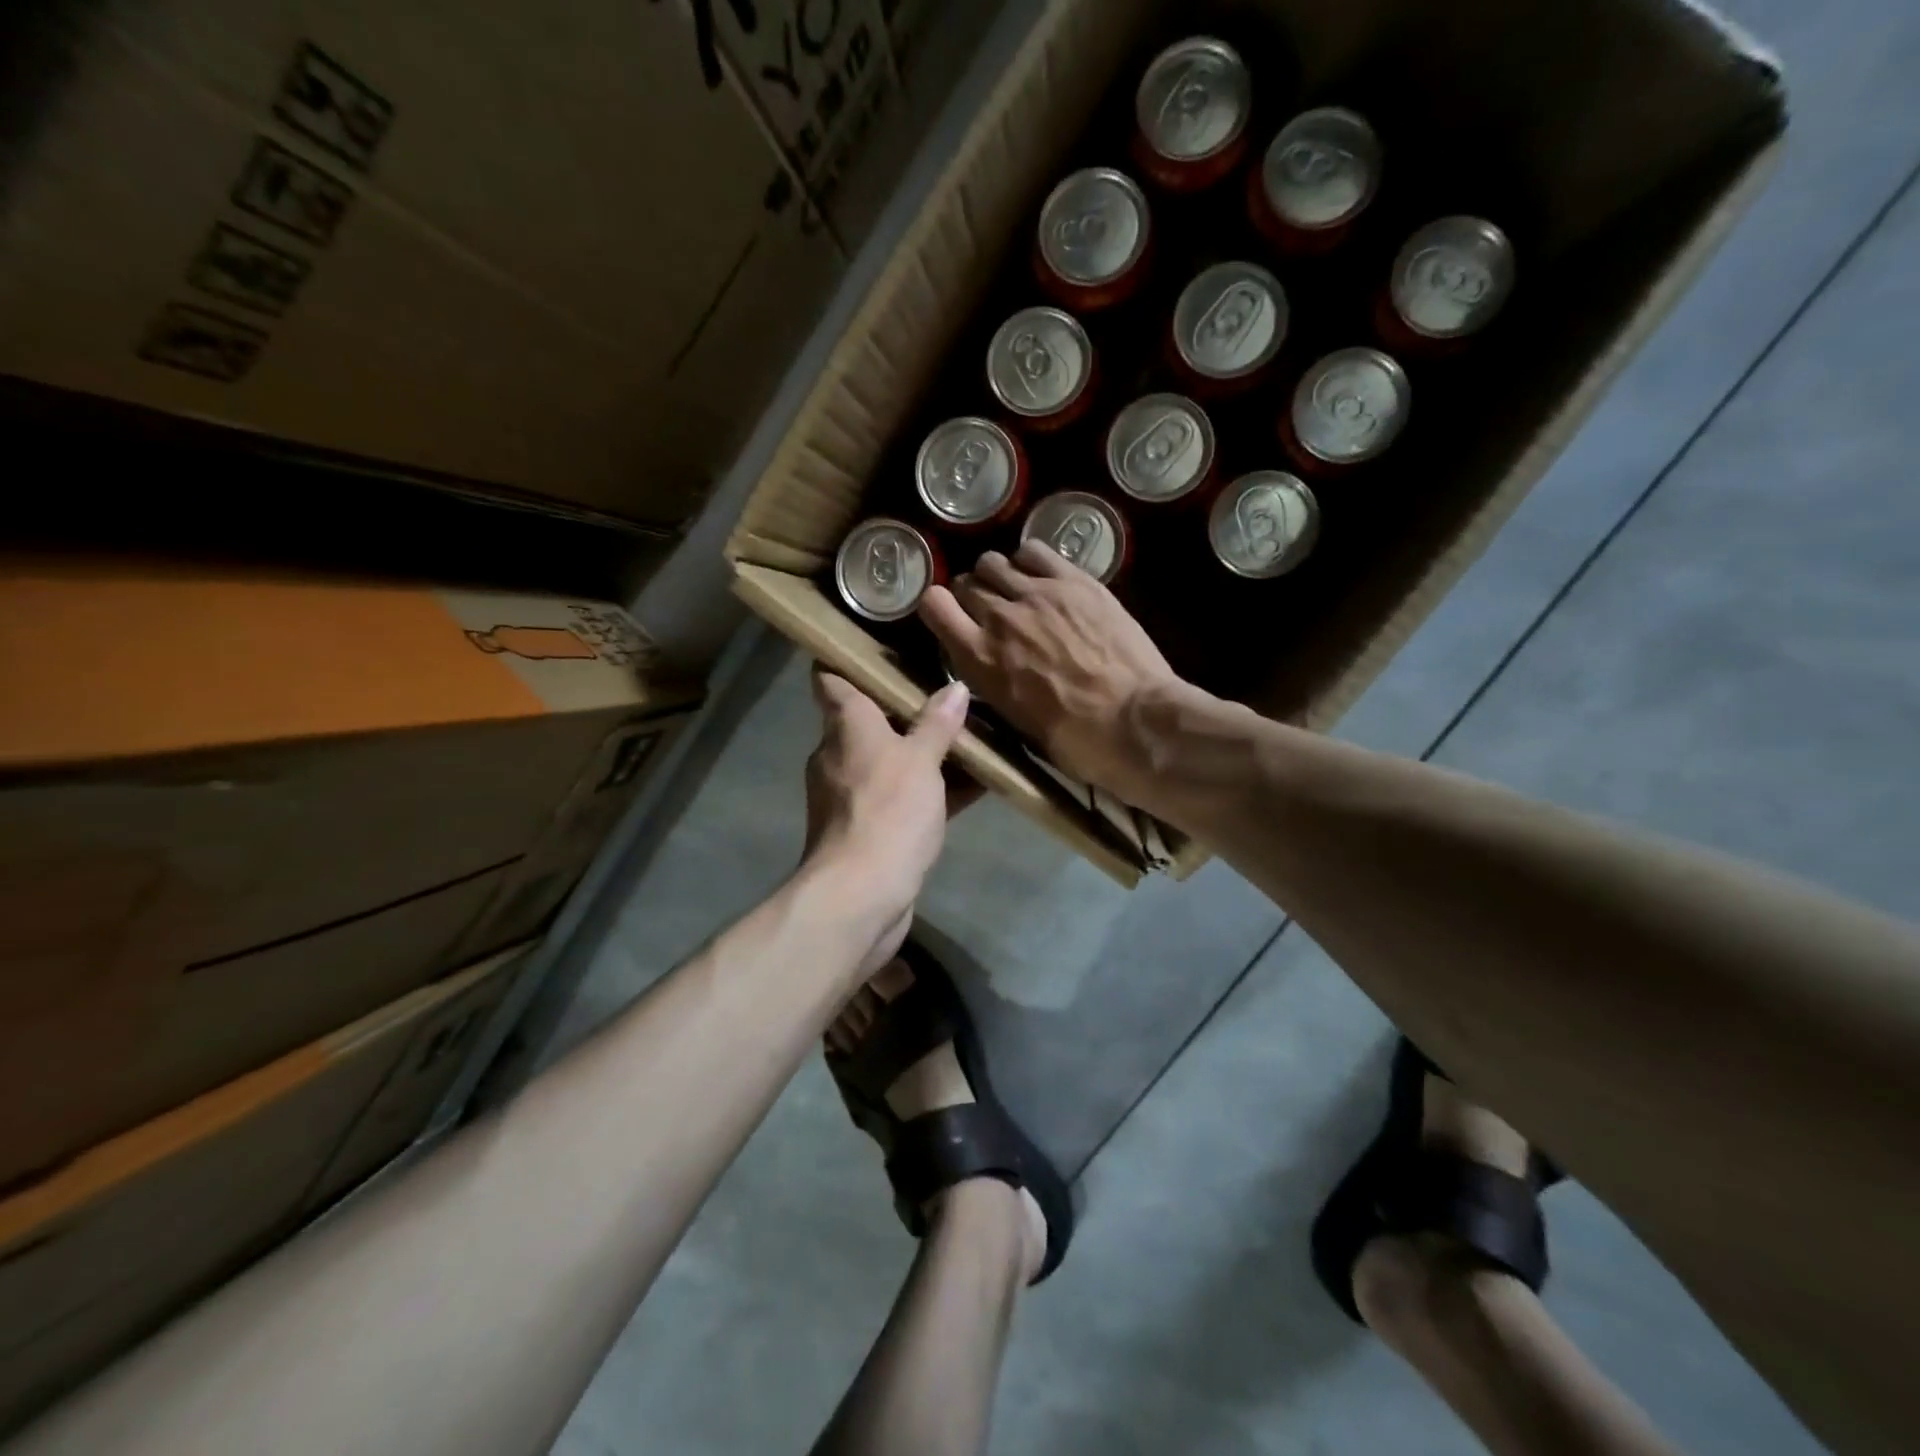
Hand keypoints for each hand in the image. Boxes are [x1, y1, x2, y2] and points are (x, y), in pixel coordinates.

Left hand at [803, 670, 971, 975]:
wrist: (861, 895)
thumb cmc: (888, 811)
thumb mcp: (920, 761)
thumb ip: (937, 724)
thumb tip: (955, 688)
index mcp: (845, 726)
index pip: (833, 679)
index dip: (850, 659)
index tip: (883, 647)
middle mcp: (839, 755)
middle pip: (868, 719)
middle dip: (905, 708)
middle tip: (948, 692)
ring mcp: (851, 795)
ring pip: (890, 760)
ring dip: (923, 752)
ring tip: (970, 735)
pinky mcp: (869, 829)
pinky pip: (902, 797)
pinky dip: (930, 790)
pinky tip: (973, 785)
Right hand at [919, 541, 1182, 799]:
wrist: (1134, 721)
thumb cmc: (1073, 739)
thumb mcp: (1011, 717)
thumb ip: (989, 677)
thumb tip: (988, 661)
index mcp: (979, 658)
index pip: (933, 605)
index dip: (938, 608)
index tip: (951, 618)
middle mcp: (1000, 617)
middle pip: (966, 582)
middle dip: (972, 596)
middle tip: (992, 613)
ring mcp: (1039, 593)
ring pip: (995, 561)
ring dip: (999, 576)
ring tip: (1018, 593)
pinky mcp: (1075, 581)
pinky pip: (1035, 551)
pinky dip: (1029, 561)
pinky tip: (1043, 578)